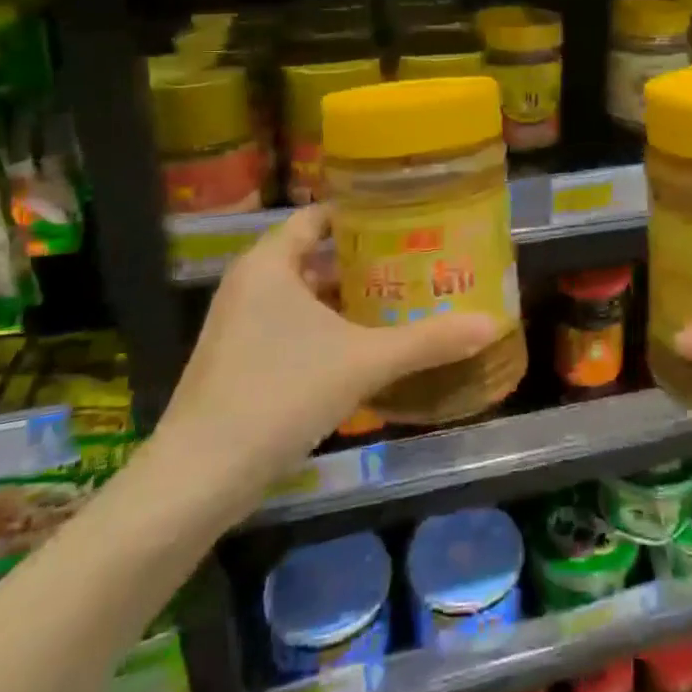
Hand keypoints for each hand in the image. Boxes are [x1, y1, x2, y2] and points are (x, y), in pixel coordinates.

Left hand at [148, 205, 498, 518]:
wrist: (198, 478)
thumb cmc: (280, 394)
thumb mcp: (364, 362)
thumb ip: (428, 340)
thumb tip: (493, 324)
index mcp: (270, 262)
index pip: (321, 215)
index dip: (365, 213)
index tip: (410, 215)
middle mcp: (252, 283)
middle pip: (318, 254)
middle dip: (367, 258)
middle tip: (420, 258)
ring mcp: (242, 323)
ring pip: (307, 294)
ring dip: (351, 297)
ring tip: (406, 296)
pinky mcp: (241, 359)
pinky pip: (294, 325)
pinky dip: (330, 326)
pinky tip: (369, 344)